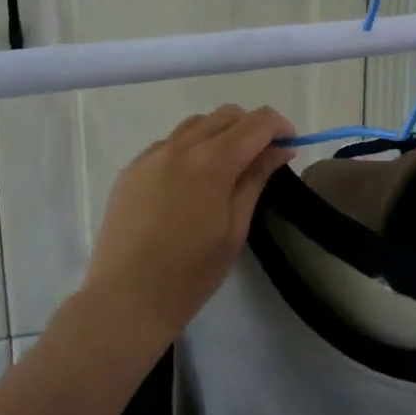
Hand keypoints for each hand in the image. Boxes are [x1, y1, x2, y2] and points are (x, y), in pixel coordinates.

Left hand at [79, 105, 295, 346]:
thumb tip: (281, 150)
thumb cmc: (191, 273)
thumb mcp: (235, 228)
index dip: (279, 127)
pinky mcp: (131, 169)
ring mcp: (150, 155)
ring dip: (219, 134)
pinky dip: (189, 149)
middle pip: (226, 115)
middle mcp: (180, 146)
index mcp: (211, 161)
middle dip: (251, 127)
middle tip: (262, 159)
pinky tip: (190, 182)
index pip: (256, 123)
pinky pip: (168, 144)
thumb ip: (256, 179)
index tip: (290, 146)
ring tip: (226, 168)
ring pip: (195, 125)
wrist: (125, 299)